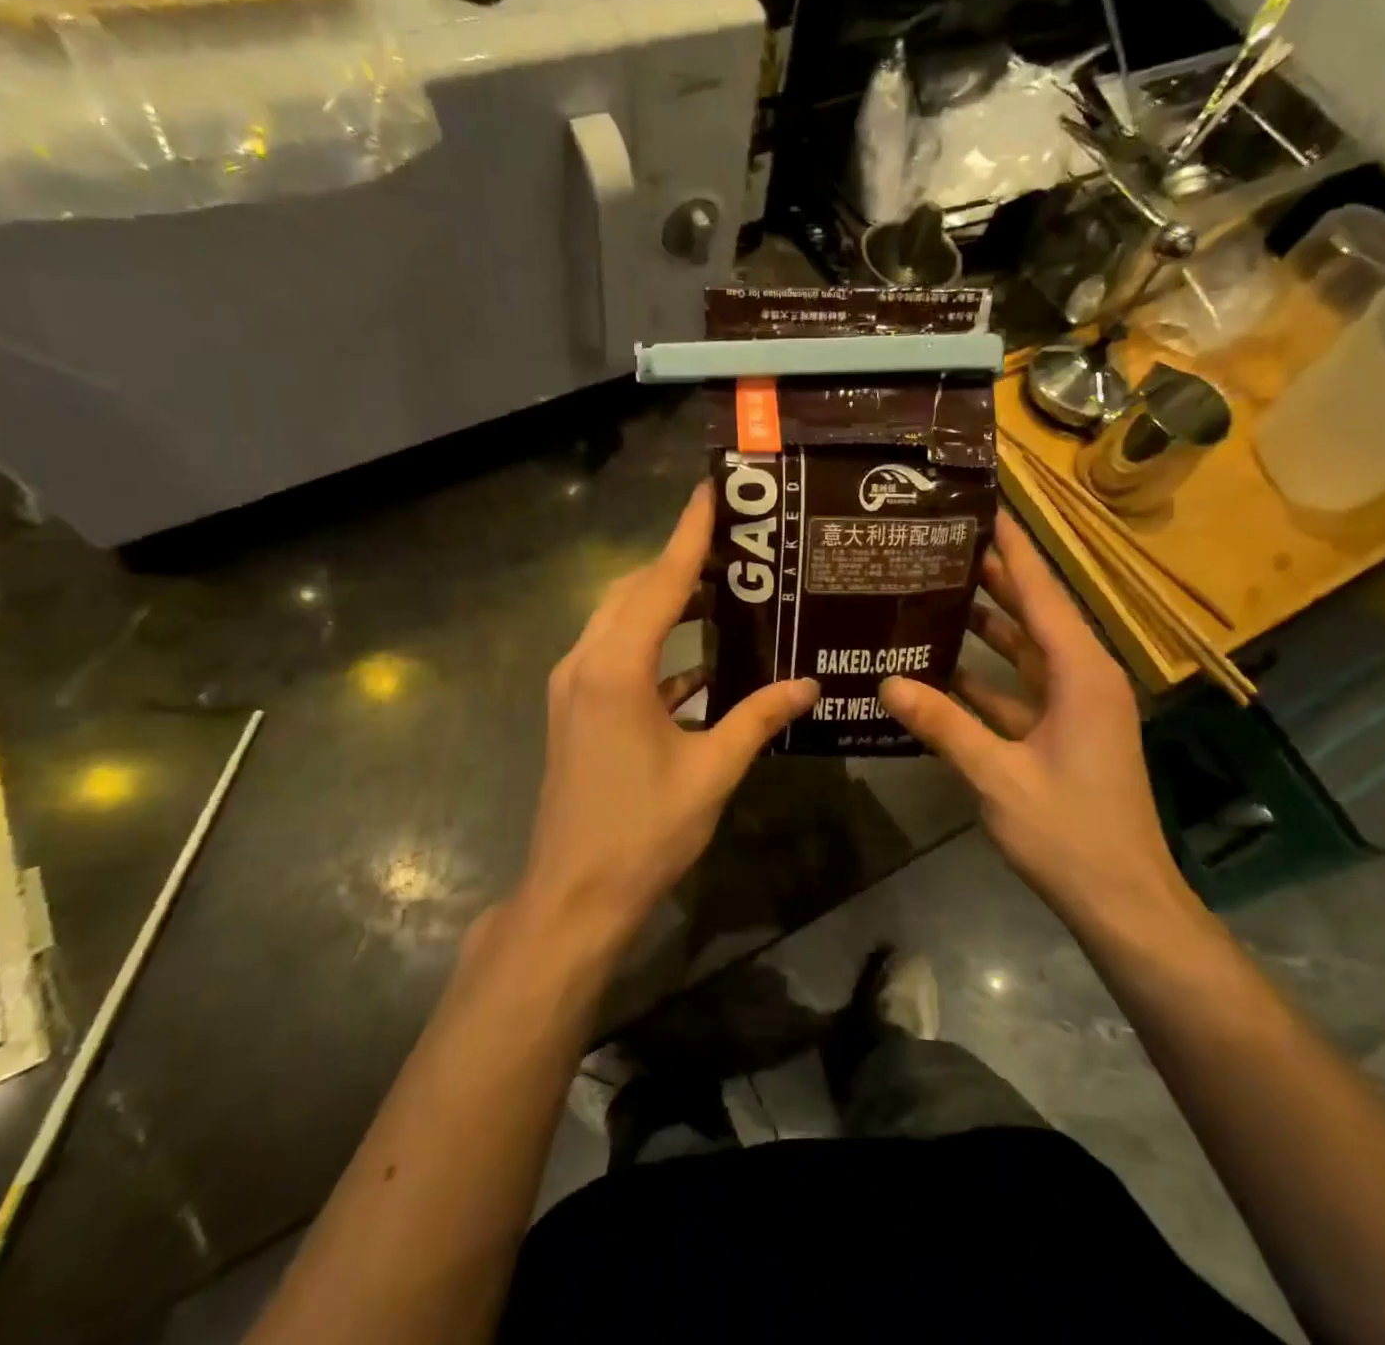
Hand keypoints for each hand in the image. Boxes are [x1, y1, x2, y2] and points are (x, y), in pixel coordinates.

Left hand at [518, 485, 817, 949]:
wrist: (574, 895)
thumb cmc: (644, 831)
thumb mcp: (712, 771)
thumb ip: (759, 718)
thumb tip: (810, 684)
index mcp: (616, 667)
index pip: (660, 581)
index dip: (689, 533)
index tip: (712, 490)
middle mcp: (586, 662)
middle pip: (633, 591)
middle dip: (679, 562)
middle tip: (736, 545)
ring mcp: (574, 686)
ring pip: (622, 621)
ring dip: (667, 603)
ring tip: (724, 591)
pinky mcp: (576, 710)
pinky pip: (619, 657)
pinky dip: (658, 648)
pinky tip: (702, 662)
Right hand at [879, 511, 1195, 929]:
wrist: (1123, 902)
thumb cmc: (1069, 832)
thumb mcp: (998, 776)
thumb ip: (943, 725)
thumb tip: (887, 682)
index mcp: (1081, 673)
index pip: (1043, 592)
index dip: (1014, 548)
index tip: (985, 507)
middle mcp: (1083, 679)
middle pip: (1036, 613)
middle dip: (995, 578)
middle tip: (944, 544)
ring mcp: (1075, 709)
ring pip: (1027, 652)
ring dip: (987, 627)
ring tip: (937, 594)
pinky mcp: (1063, 735)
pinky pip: (1020, 691)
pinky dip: (985, 679)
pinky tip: (941, 672)